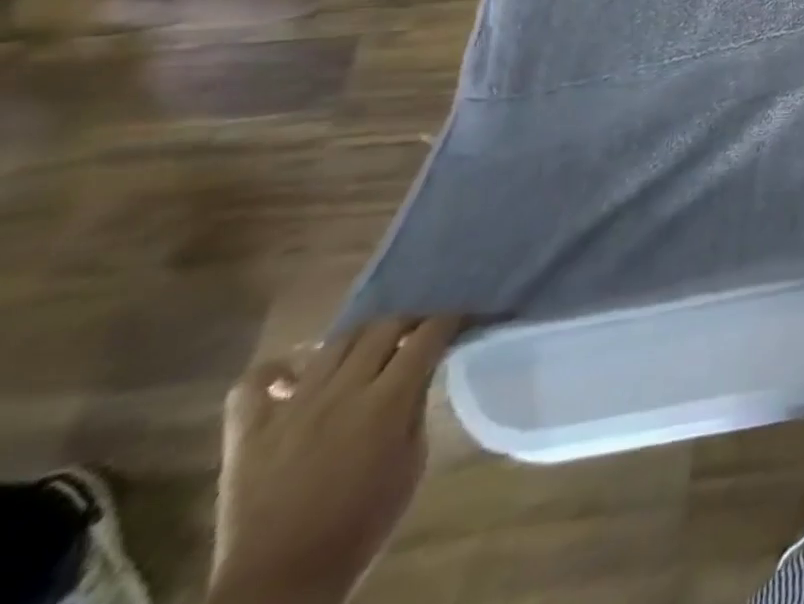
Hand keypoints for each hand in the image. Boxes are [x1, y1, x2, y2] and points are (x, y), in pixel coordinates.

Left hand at [210, 317, 461, 603]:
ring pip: (333, 343)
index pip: (429, 334)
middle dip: (410, 321)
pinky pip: (254, 383)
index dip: (451, 319)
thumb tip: (422, 372)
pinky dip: (277, 370)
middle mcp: (341, 392)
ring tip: (370, 349)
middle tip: (420, 333)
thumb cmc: (361, 526)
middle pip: (384, 326)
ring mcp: (290, 409)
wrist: (279, 585)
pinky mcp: (248, 432)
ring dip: (360, 337)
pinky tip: (295, 375)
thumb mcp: (412, 464)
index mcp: (386, 401)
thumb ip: (417, 408)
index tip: (464, 318)